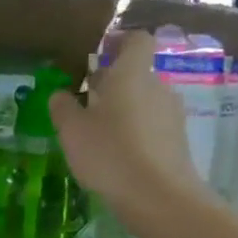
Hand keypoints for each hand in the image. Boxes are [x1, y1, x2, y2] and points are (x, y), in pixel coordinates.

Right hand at [48, 30, 204, 210]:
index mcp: (132, 74)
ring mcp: (171, 114)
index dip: (120, 42)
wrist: (158, 197)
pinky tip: (118, 157)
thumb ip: (63, 108)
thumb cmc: (109, 153)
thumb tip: (60, 94)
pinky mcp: (178, 141)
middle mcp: (157, 87)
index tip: (100, 54)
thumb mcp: (72, 131)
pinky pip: (152, 126)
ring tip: (99, 135)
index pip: (136, 40)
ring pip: (144, 102)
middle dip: (112, 85)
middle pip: (136, 74)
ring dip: (123, 111)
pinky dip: (135, 133)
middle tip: (86, 103)